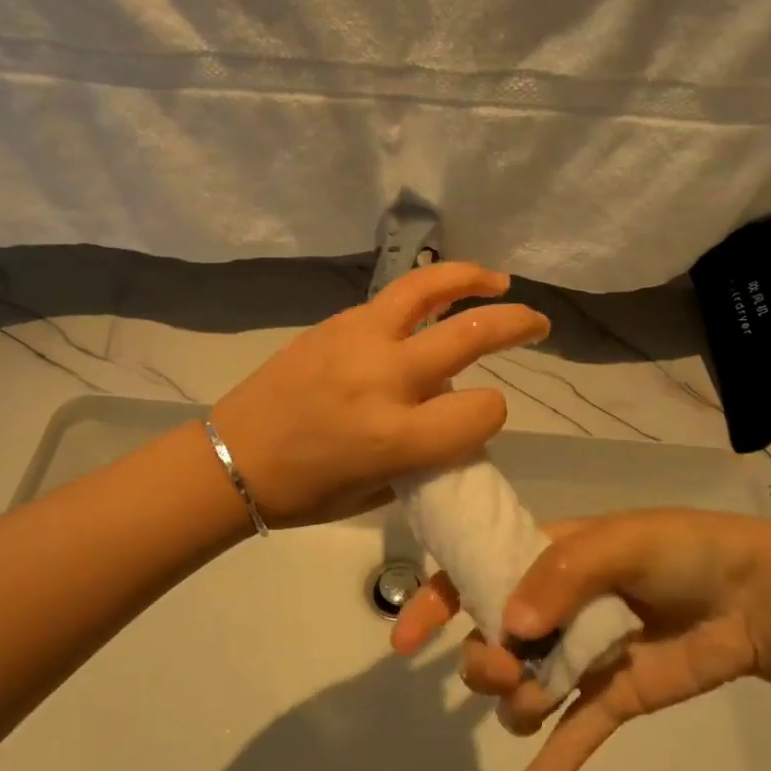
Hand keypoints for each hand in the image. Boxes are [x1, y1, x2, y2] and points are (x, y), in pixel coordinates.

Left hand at [208, 262, 547, 527]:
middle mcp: (383, 379)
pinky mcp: (336, 323)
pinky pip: (392, 299)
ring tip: (497, 280)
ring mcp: (357, 341)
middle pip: (470, 336)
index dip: (492, 415)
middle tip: (537, 322)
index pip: (481, 411)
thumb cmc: (304, 492)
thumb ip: (426, 456)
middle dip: (516, 324)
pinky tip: (435, 300)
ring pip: (429, 289)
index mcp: (394, 437)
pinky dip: (425, 293)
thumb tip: (454, 421)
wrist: (232, 457)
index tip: (480, 419)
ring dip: (471, 278)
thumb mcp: (378, 490)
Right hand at [392, 510, 770, 770]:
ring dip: (516, 706)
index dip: (434, 603)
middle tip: (505, 668)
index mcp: (542, 561)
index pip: (472, 576)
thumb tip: (509, 628)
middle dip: (483, 663)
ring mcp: (577, 658)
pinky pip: (568, 741)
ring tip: (538, 701)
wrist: (750, 595)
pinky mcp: (609, 699)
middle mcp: (551, 610)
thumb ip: (560, 577)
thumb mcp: (617, 543)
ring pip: (520, 693)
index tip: (405, 640)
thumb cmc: (678, 550)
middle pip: (488, 643)